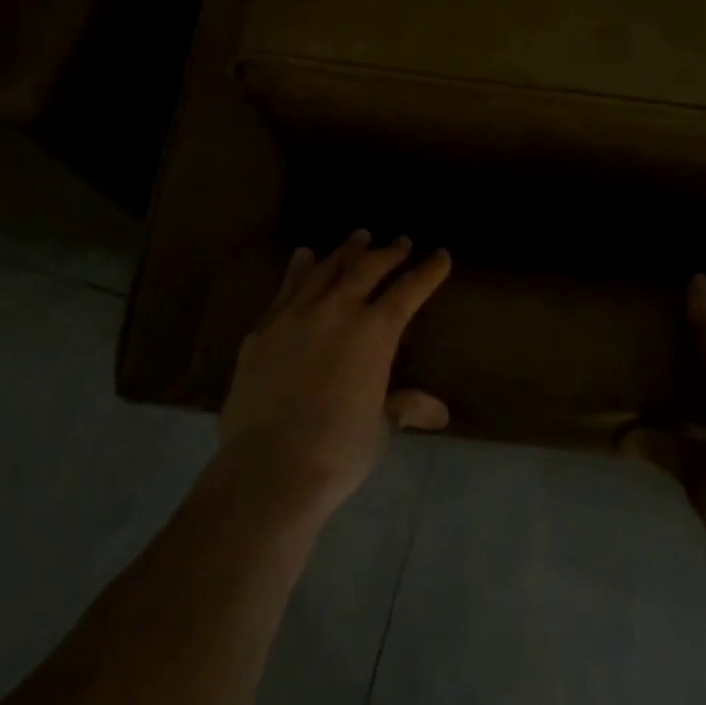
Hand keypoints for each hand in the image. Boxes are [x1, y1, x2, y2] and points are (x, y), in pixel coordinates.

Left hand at [218, 230, 451, 521]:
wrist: (269, 468)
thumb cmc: (337, 450)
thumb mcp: (379, 427)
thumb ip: (404, 406)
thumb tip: (439, 412)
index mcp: (374, 333)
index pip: (408, 291)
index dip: (427, 272)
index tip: (440, 256)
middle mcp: (337, 311)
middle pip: (367, 270)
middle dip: (388, 253)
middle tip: (400, 242)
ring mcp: (296, 315)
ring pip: (326, 270)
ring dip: (346, 251)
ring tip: (359, 237)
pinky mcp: (265, 329)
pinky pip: (287, 288)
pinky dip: (299, 268)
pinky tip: (304, 256)